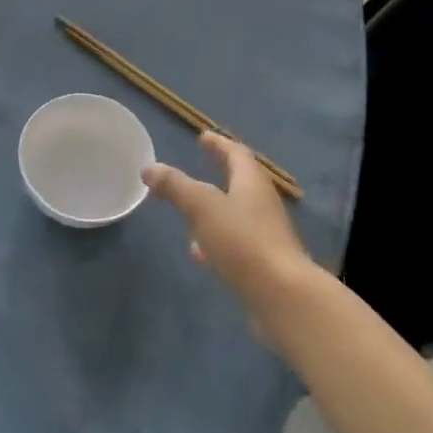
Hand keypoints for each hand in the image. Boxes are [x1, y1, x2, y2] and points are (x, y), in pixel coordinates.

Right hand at [144, 132, 321, 316]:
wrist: (282, 296)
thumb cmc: (243, 242)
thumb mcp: (202, 207)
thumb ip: (175, 186)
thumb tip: (149, 168)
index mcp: (251, 183)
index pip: (236, 154)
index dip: (219, 144)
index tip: (203, 136)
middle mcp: (262, 204)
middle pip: (240, 182)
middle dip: (218, 173)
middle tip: (198, 166)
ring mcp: (265, 235)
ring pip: (236, 214)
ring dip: (215, 209)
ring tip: (190, 211)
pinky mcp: (262, 264)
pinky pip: (235, 243)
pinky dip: (216, 240)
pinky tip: (199, 253)